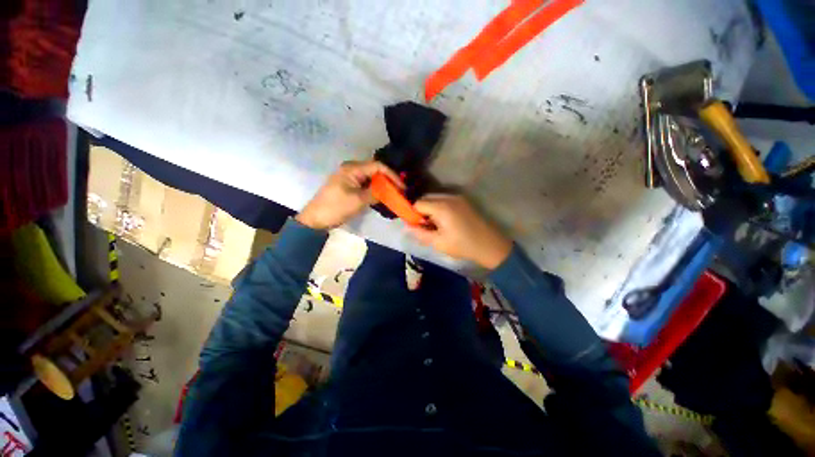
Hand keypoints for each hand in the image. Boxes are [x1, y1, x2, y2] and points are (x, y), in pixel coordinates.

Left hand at [296, 160, 402, 229]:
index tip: (402, 186)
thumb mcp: (359, 200)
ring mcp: (349, 177)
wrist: (316, 219)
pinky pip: (366, 184)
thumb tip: (390, 191)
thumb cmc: (336, 207)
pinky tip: (382, 196)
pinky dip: (374, 190)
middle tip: (400, 191)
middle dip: (388, 180)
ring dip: (382, 185)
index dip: (392, 175)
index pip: (378, 166)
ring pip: (371, 178)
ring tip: (394, 194)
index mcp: (352, 168)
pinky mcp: (349, 186)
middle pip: (375, 171)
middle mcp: (351, 169)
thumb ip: (376, 193)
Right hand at [408, 194, 511, 269]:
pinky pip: (445, 199)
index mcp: (442, 207)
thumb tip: (408, 227)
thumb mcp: (438, 243)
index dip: (414, 214)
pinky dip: (440, 206)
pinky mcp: (464, 200)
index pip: (418, 203)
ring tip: (436, 224)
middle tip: (425, 225)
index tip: (417, 225)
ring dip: (431, 208)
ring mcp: (458, 197)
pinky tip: (445, 220)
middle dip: (422, 210)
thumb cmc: (463, 245)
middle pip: (426, 197)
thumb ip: (420, 233)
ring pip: (435, 197)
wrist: (490, 245)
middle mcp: (449, 197)